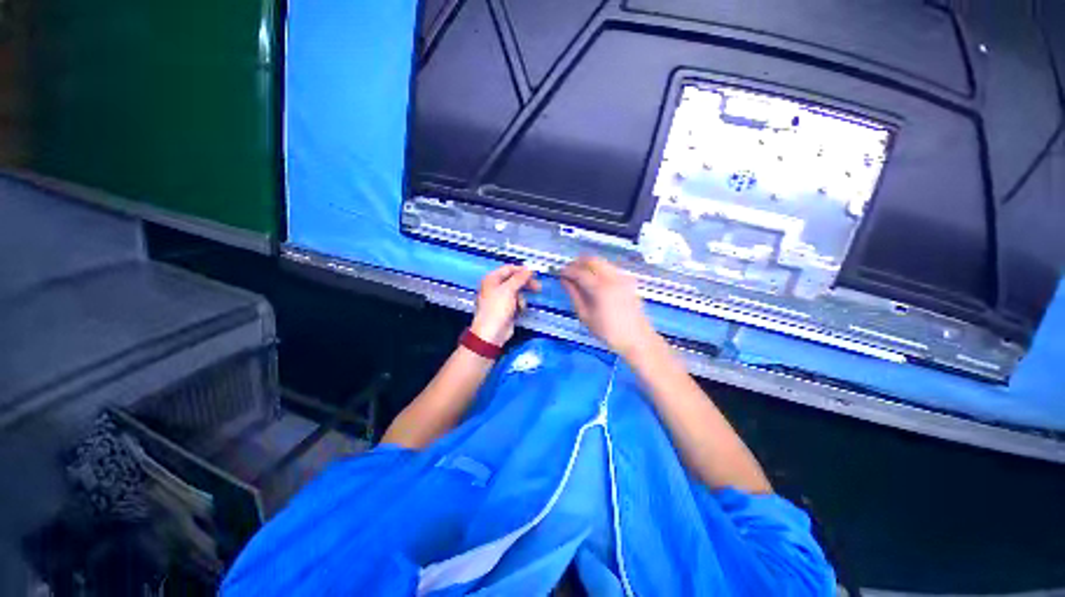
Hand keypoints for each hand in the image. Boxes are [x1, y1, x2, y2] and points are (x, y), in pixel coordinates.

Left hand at [470, 265, 540, 344]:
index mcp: (492, 279)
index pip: (508, 268)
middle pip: (514, 280)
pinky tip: (519, 311)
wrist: (492, 332)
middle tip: (537, 287)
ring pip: (517, 292)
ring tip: (521, 305)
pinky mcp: (506, 308)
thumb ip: (520, 278)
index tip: (534, 273)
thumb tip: (530, 269)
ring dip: (522, 297)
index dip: (521, 270)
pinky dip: (519, 305)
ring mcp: (500, 298)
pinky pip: (516, 302)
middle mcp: (495, 286)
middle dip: (525, 284)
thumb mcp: (509, 290)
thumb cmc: (497, 308)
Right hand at [561, 256, 656, 355]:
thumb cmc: (609, 332)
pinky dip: (599, 269)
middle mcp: (613, 278)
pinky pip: (610, 267)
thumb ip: (574, 295)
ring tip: (580, 276)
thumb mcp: (586, 316)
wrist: (637, 339)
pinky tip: (594, 281)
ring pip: (601, 261)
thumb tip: (564, 281)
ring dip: (588, 265)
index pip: (579, 271)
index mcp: (601, 288)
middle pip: (592, 260)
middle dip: (577, 263)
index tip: (559, 273)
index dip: (567, 270)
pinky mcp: (628, 280)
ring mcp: (623, 277)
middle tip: (568, 272)